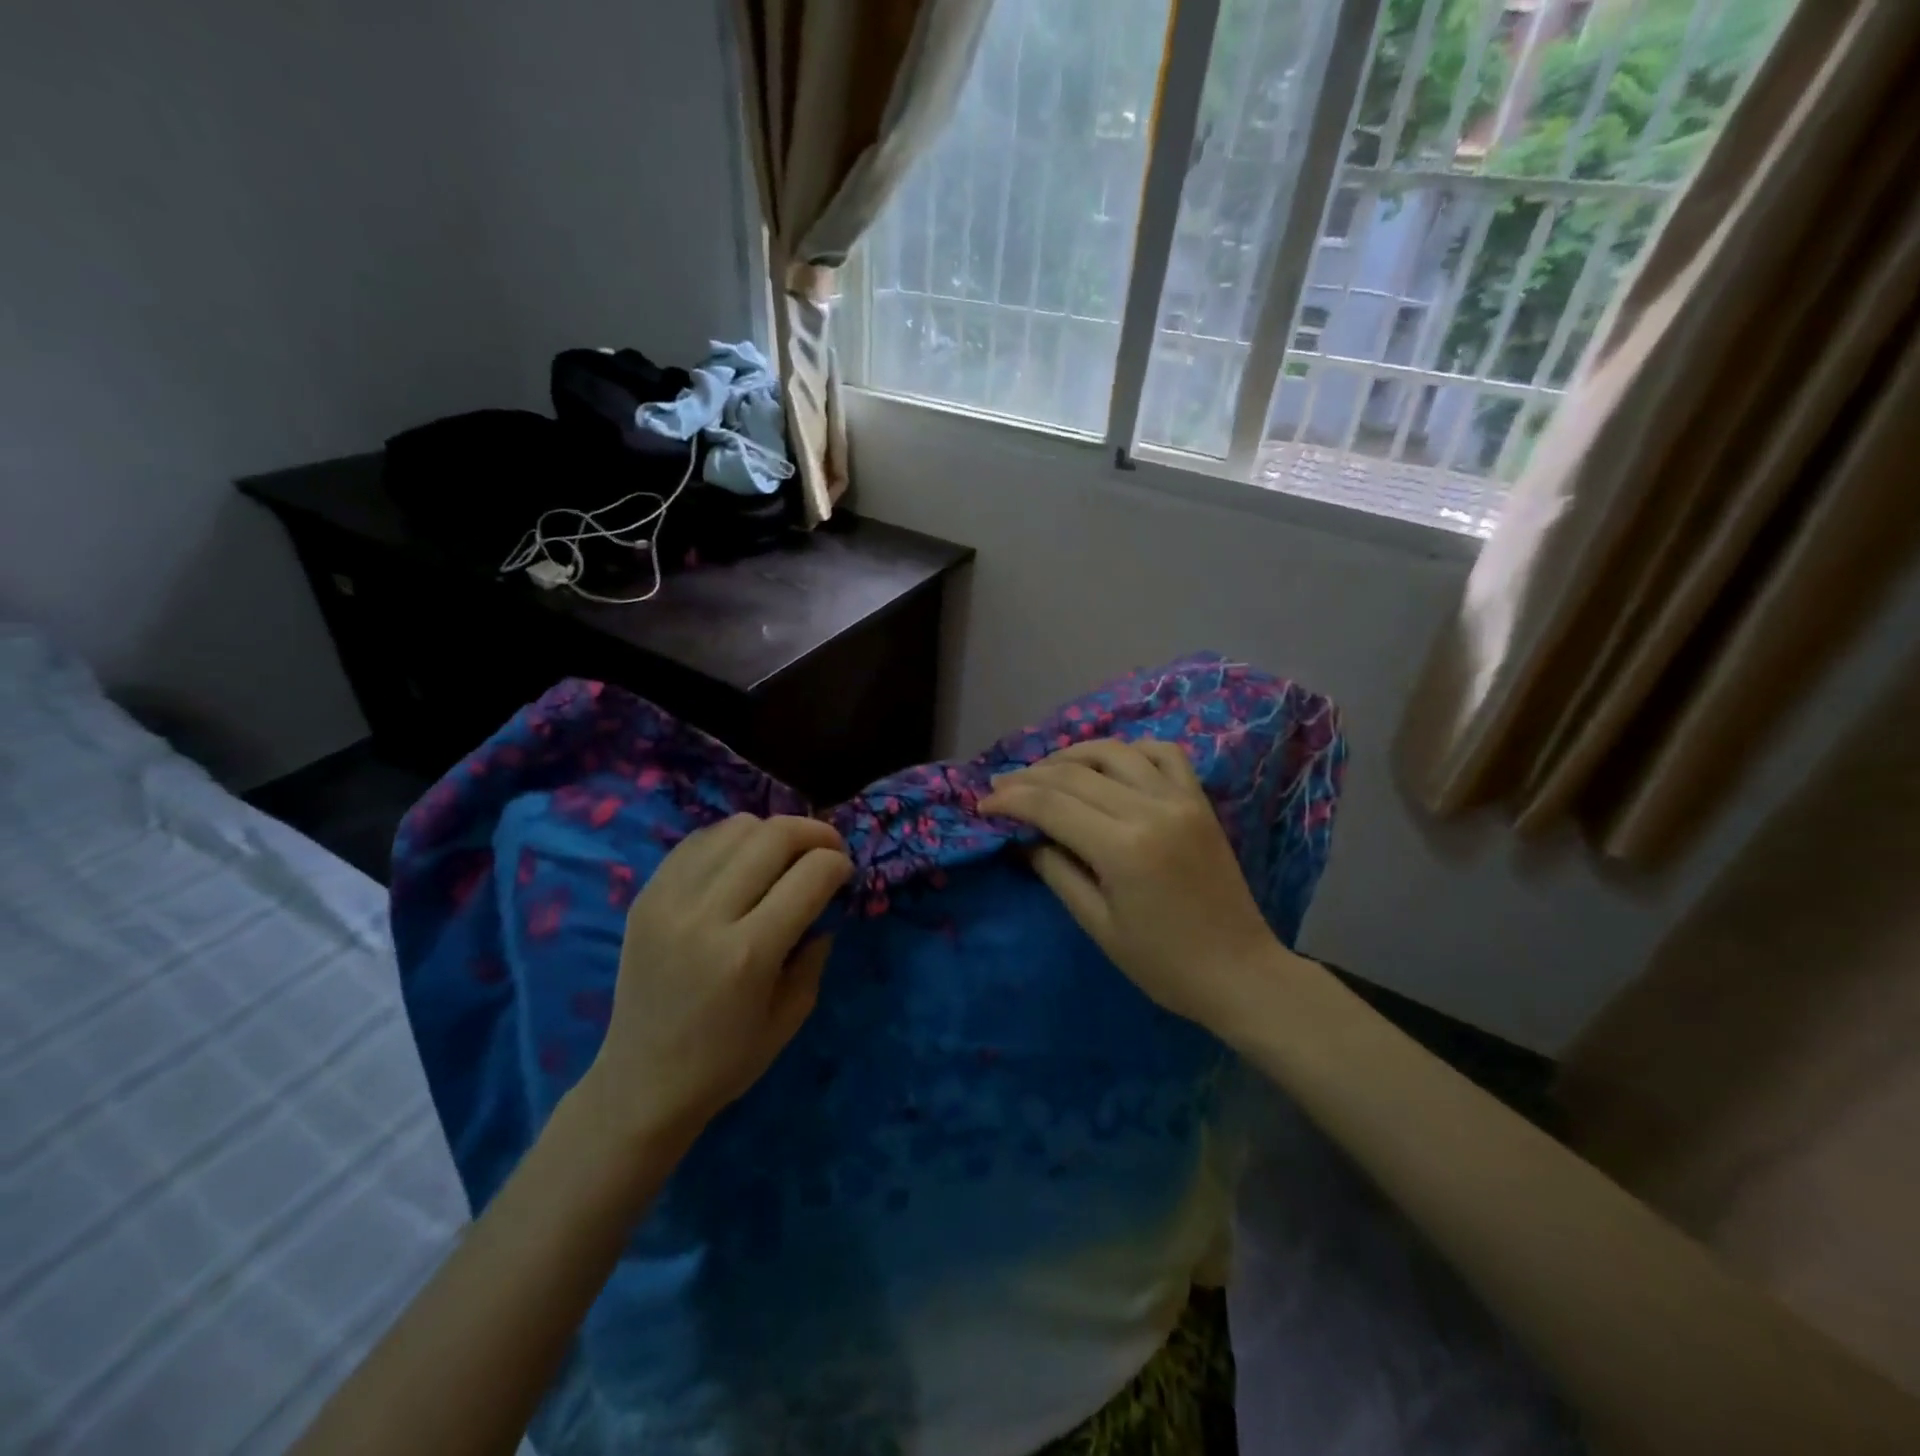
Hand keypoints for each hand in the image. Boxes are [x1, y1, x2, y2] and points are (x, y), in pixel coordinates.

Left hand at [579, 814, 851, 1152]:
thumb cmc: (725, 1061)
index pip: (811, 874)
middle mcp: (707, 915)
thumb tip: (825, 906)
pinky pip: (698, 840)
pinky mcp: (645, 895)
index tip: (845, 873)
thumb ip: (816, 954)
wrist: (641, 1082)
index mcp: (749, 953)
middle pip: (774, 835)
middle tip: (827, 850)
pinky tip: (742, 861)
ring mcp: (669, 900)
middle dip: (814, 833)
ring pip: (735, 827)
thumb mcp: (791, 1015)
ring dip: (772, 832)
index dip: (839, 864)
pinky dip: (731, 840)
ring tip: (783, 855)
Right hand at [979, 739, 1295, 1036]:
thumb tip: (1023, 838)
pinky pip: (1163, 753)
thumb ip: (1056, 871)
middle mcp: (1151, 809)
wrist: (1239, 971)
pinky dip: (1129, 750)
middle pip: (1076, 774)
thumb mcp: (1098, 925)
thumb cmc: (1162, 963)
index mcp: (1123, 848)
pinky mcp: (1199, 801)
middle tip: (1001, 786)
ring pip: (1115, 752)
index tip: (984, 804)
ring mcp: (1180, 799)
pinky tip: (1108, 762)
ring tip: (1044, 770)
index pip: (1051, 805)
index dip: (1011, 800)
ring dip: (1072, 755)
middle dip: (1030, 777)